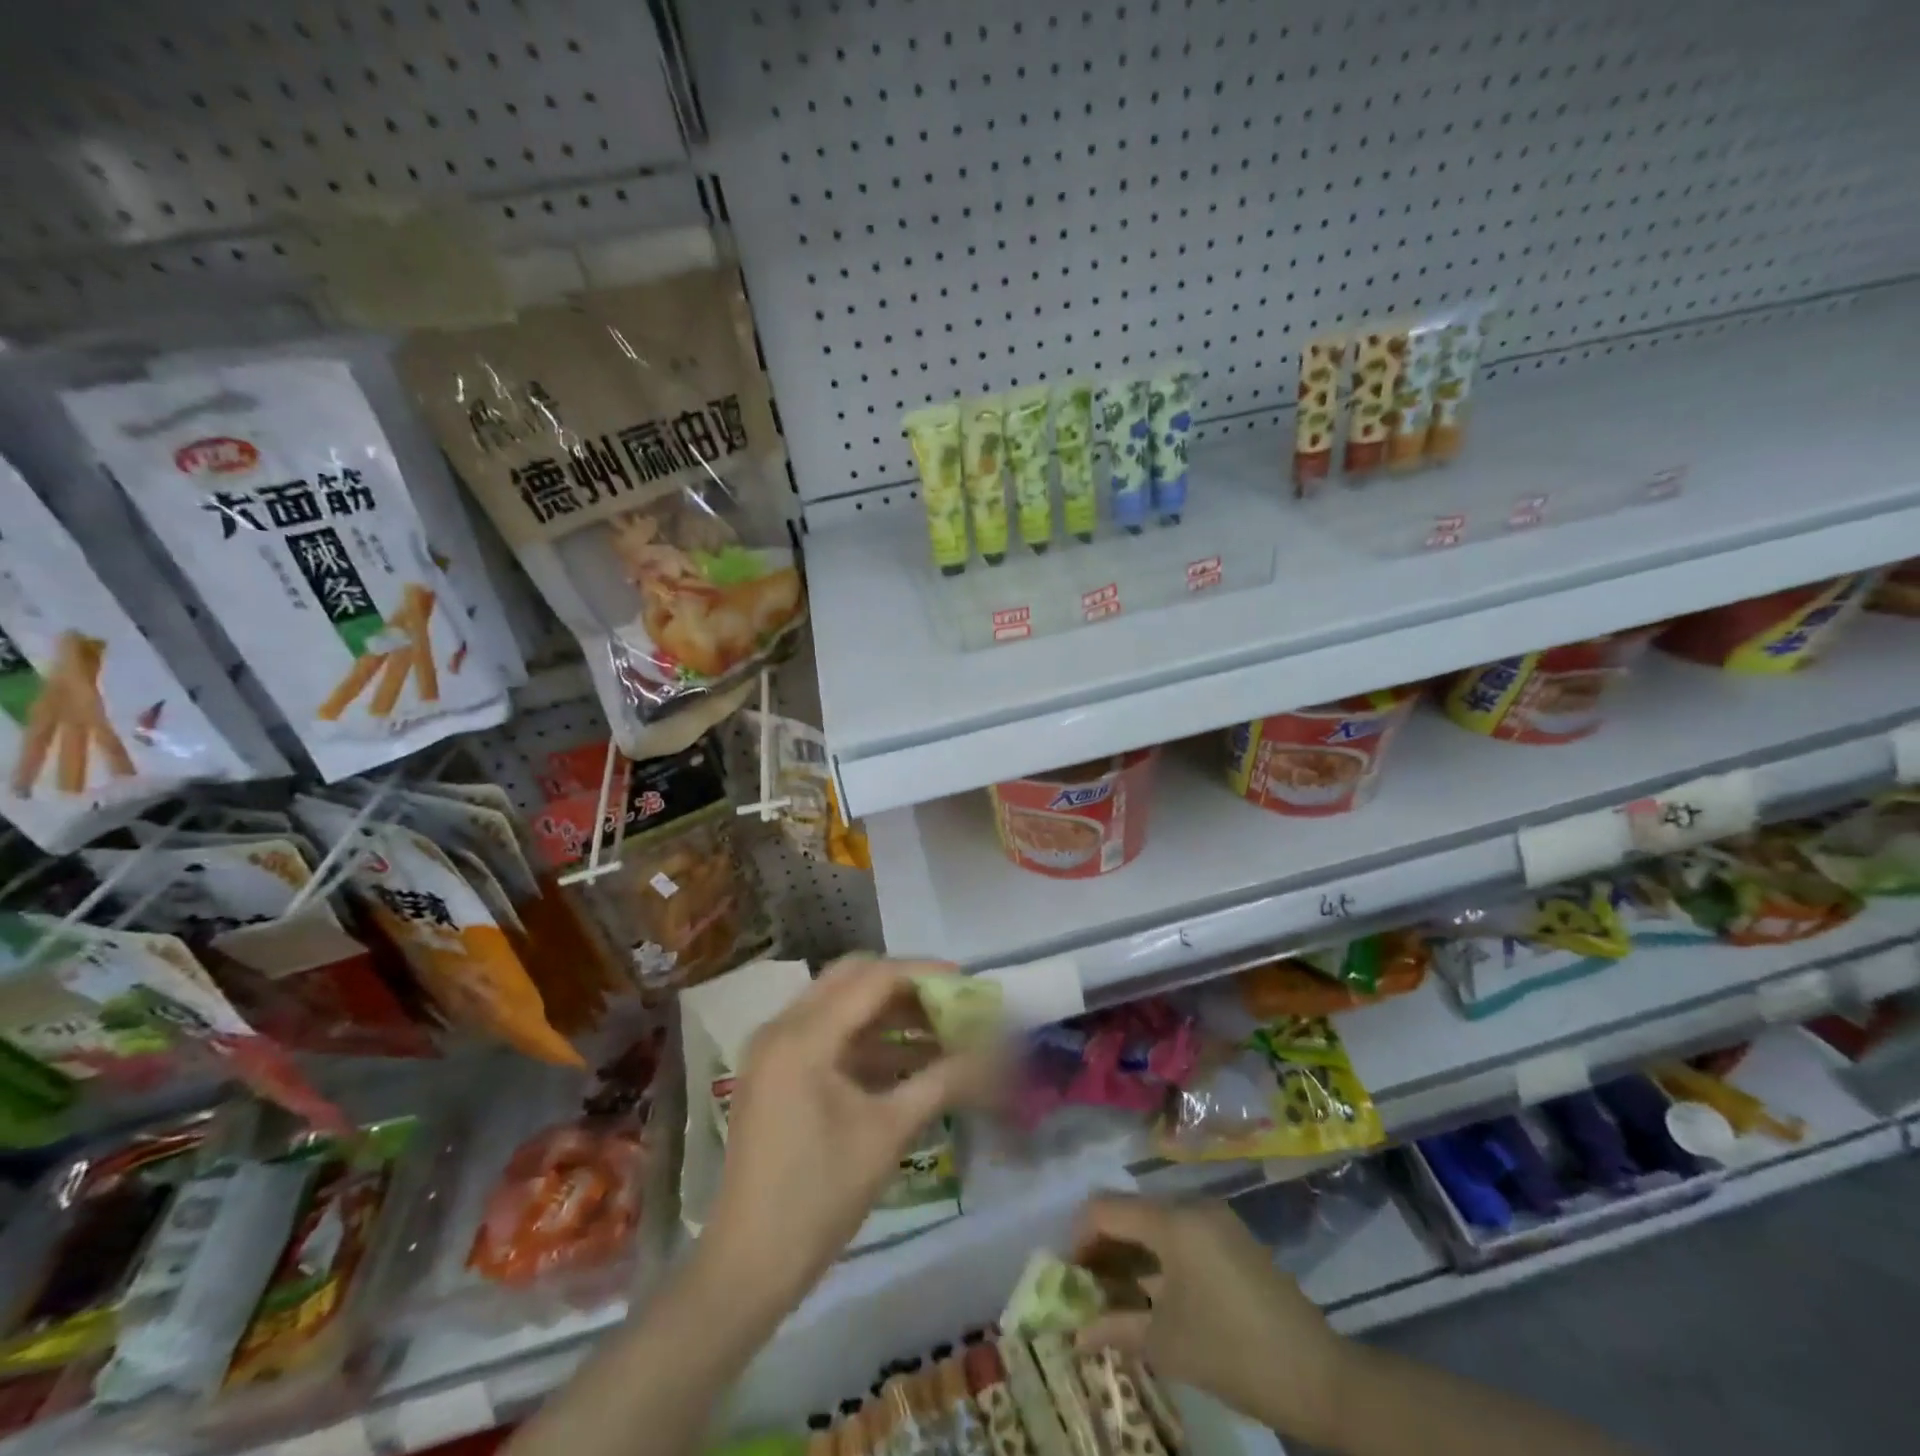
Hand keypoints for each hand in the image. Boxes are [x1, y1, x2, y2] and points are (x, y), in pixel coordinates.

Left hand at [701, 955, 998, 1311]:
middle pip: (852, 979)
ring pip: (839, 1005)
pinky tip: (906, 1060)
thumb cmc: (820, 1197)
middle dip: (904, 986)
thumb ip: (942, 1080)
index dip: (924, 975)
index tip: (967, 984)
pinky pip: (826, 1035)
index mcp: (804, 1036)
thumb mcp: (888, 1133)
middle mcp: (782, 1027)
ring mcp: (773, 1050)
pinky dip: (866, 1040)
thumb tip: (992, 1053)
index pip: (873, 979)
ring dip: (887, 1013)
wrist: (748, 1267)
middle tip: (949, 1002)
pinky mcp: (775, 1073)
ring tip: (939, 1031)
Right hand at [1072, 1194, 1349, 1447]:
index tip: (1069, 1274)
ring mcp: (1215, 1218)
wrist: (1319, 1375)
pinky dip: (1158, 1254)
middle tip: (1088, 1287)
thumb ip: (1116, 1327)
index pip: (1106, 1208)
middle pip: (1130, 1210)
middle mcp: (1191, 1205)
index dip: (1080, 1236)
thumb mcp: (1167, 1345)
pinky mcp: (1232, 1236)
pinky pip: (1180, 1231)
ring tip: (1117, 1294)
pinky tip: (1154, 1292)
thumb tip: (1076, 1331)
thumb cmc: (1233, 1353)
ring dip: (1131, 1251)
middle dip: (1104, 1245)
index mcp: (1172, 1221)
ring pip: (1155, 1220)